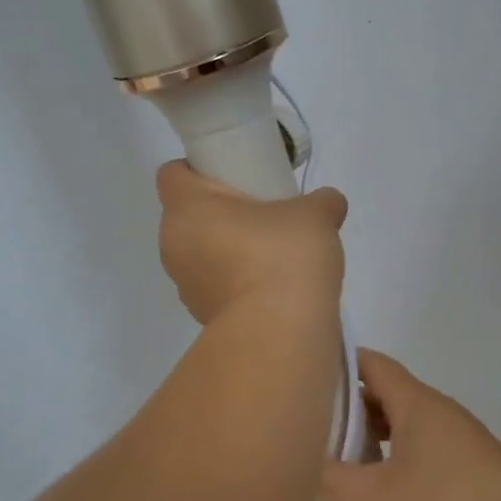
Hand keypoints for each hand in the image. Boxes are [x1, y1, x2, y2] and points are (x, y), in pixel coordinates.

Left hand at [156, 161, 346, 325]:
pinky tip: (268, 286)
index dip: (198, 168)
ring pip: (199, 252)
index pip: (173, 173)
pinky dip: (234, 281)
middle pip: (187, 214)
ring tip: (268, 253)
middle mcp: (174, 242)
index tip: (232, 173)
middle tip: (258, 211)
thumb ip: (321, 201)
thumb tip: (328, 203)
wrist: (279, 332)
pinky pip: (214, 285)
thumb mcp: (315, 215)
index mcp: (187, 207)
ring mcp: (184, 284)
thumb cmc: (284, 256)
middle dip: (218, 211)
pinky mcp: (201, 315)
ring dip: (224, 248)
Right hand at [318, 349, 500, 500]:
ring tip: (340, 447)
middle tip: (313, 415)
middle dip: (350, 399)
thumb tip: (300, 472)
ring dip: (374, 427)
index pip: (372, 363)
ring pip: (403, 416)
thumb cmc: (450, 497)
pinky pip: (419, 438)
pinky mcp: (465, 457)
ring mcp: (453, 431)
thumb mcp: (384, 493)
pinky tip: (382, 474)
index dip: (341, 360)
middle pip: (385, 389)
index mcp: (413, 400)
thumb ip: (339, 482)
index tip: (309, 368)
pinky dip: (394, 446)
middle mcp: (433, 406)